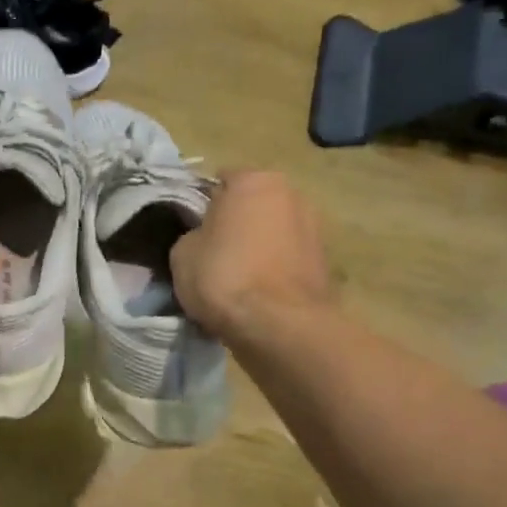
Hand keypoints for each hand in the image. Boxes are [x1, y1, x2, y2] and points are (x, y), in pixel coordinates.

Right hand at [171, 170, 332, 341]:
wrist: (278, 325)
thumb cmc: (223, 276)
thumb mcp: (182, 253)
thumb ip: (193, 234)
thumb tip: (203, 238)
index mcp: (254, 180)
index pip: (220, 180)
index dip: (202, 204)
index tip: (192, 228)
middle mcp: (290, 193)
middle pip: (252, 204)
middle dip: (236, 222)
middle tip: (213, 251)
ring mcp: (314, 226)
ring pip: (273, 230)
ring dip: (258, 245)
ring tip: (238, 276)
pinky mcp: (325, 260)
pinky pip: (287, 257)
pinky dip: (275, 268)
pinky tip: (258, 292)